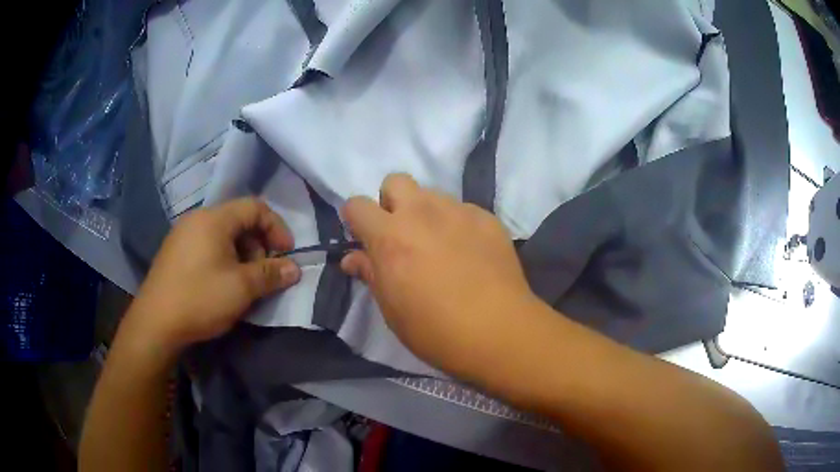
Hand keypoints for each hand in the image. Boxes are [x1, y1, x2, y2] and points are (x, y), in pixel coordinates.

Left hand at [123, 198, 300, 353]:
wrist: (155, 323)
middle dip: (258, 245)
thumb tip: (294, 269)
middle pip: (239, 221)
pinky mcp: (175, 253)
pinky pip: (207, 246)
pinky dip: (223, 260)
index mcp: (214, 219)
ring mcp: (183, 235)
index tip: (286, 254)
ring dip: (242, 255)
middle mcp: (197, 219)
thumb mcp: (241, 288)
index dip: (276, 227)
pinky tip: (222, 285)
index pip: (255, 207)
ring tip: (244, 283)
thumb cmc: (200, 298)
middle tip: (263, 274)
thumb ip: (270, 274)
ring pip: (223, 236)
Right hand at [340, 174, 540, 376]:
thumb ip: (371, 274)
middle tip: (401, 234)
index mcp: (390, 236)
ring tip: (441, 245)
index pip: (357, 204)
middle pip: (396, 181)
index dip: (355, 219)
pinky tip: (470, 252)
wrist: (498, 331)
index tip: (364, 237)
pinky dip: (458, 224)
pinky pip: (464, 210)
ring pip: (433, 194)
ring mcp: (459, 212)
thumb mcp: (392, 309)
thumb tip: (352, 258)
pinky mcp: (488, 219)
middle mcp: (422, 213)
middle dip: (392, 202)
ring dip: (427, 213)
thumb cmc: (435, 330)